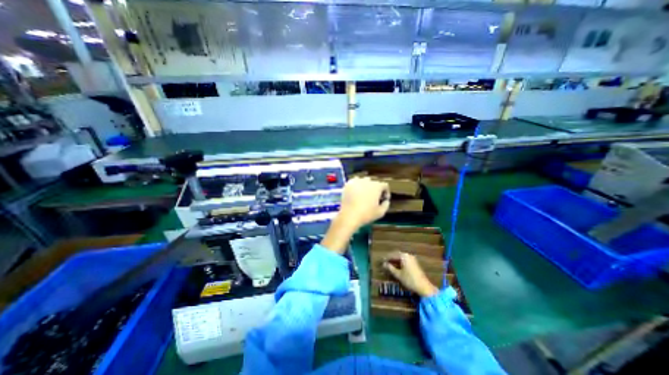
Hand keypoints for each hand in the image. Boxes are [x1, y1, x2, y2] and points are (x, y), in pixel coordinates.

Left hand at [321, 177, 389, 254]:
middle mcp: (367, 181)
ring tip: (364, 195)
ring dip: (366, 186)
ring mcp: (357, 181)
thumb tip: (386, 201)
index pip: (385, 185)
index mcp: (377, 186)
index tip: (383, 199)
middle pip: (374, 183)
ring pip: (364, 181)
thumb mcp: (381, 212)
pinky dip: (356, 186)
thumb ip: (386, 204)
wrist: (349, 215)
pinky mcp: (348, 184)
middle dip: (375, 189)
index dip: (386, 192)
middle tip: (374, 198)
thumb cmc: (366, 214)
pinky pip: (354, 182)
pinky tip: (356, 193)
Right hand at [381, 251, 439, 297]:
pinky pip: (405, 260)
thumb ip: (390, 268)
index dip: (387, 258)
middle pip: (397, 255)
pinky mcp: (415, 263)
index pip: (393, 255)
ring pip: (401, 258)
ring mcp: (412, 259)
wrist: (424, 287)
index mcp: (403, 256)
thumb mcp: (398, 274)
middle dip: (391, 258)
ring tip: (390, 265)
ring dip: (395, 260)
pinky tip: (397, 267)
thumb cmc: (409, 280)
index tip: (381, 261)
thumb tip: (384, 264)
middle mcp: (408, 255)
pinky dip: (400, 262)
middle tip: (385, 262)